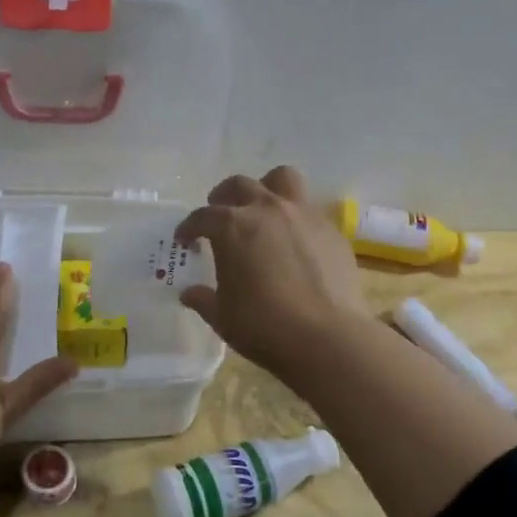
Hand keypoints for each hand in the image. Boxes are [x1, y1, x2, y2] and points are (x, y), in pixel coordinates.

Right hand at [174, 166, 372, 379]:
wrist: (327, 337)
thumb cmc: (264, 326)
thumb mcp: (223, 317)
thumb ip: (204, 299)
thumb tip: (189, 293)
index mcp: (232, 227)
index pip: (202, 217)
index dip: (189, 227)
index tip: (185, 239)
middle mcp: (267, 209)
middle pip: (239, 185)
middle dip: (223, 197)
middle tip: (219, 216)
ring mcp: (303, 214)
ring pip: (282, 179)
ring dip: (266, 188)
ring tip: (261, 209)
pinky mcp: (331, 229)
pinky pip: (308, 210)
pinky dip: (295, 218)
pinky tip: (294, 242)